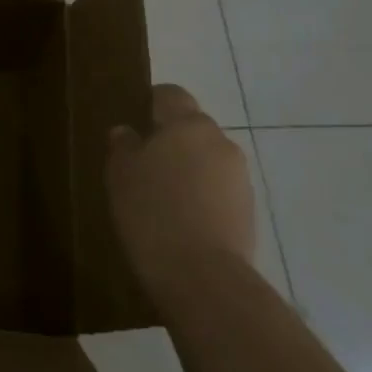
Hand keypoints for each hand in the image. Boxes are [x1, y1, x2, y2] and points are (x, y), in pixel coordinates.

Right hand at [107, 84, 256, 313]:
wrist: (202, 277)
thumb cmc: (152, 211)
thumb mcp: (120, 173)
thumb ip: (124, 146)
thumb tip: (127, 132)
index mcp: (187, 124)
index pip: (171, 94)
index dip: (152, 102)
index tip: (134, 120)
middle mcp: (220, 141)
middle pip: (192, 128)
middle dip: (172, 140)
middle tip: (143, 164)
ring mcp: (240, 178)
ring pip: (208, 160)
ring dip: (189, 170)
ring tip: (163, 197)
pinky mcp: (250, 211)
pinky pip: (219, 190)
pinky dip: (203, 197)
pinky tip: (182, 220)